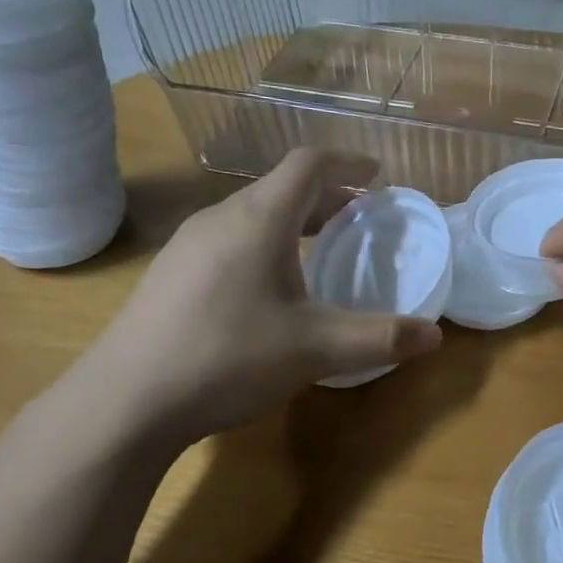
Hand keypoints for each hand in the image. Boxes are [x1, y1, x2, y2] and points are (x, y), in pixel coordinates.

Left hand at [75, 150, 441, 447]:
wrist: (127, 399)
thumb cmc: (229, 357)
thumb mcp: (316, 349)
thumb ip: (379, 337)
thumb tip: (435, 336)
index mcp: (259, 219)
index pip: (308, 165)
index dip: (347, 163)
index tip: (376, 174)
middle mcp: (220, 219)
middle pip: (280, 189)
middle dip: (326, 198)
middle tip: (360, 218)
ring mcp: (187, 246)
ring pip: (252, 217)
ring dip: (293, 224)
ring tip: (320, 251)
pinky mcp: (170, 275)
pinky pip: (229, 242)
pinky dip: (263, 247)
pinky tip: (268, 291)